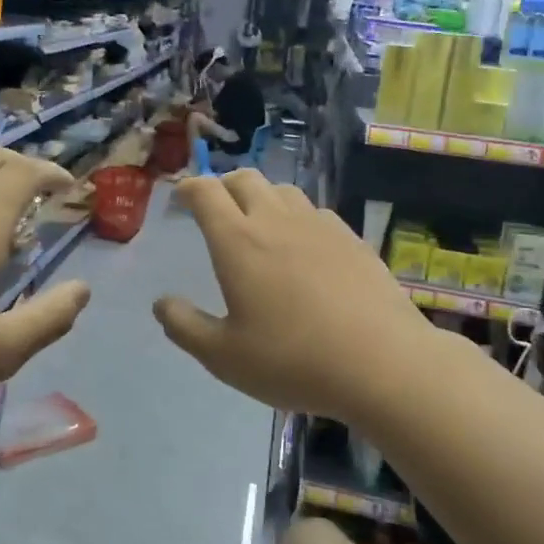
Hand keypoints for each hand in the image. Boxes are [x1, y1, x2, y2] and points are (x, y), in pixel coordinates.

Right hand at [154, 172, 448, 423]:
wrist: (382, 363)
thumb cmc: (292, 360)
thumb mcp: (223, 356)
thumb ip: (185, 326)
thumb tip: (161, 303)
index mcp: (237, 241)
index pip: (206, 192)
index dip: (189, 188)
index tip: (181, 197)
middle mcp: (275, 221)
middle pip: (244, 179)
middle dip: (223, 185)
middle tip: (216, 207)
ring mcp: (319, 225)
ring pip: (283, 190)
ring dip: (262, 196)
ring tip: (258, 222)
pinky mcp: (352, 239)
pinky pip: (315, 212)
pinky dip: (297, 216)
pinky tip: (303, 245)